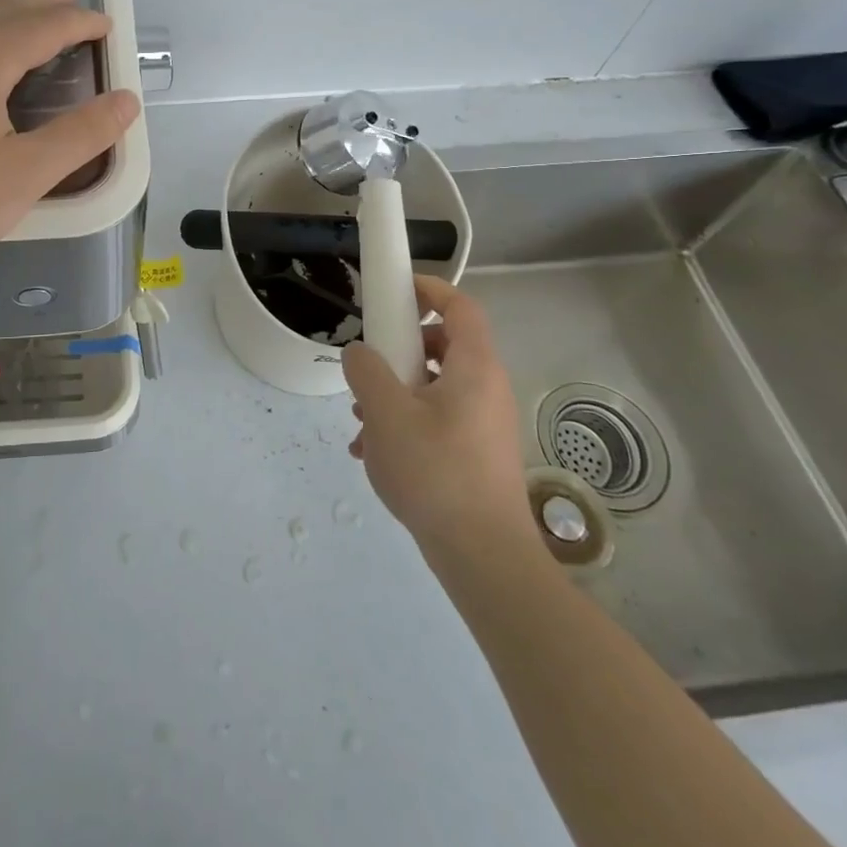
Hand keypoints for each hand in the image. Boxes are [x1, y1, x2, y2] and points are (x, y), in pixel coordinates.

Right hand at [342, 276, 536, 555]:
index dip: (429, 288)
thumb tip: (360, 354)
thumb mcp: (386, 414)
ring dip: (395, 392)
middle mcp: (486, 389)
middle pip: (443, 345)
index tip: (394, 291)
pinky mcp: (476, 453)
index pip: (461, 306)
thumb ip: (367, 371)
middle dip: (400, 350)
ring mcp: (484, 423)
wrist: (483, 557)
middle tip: (370, 366)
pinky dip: (407, 423)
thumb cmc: (436, 473)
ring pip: (435, 386)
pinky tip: (376, 454)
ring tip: (362, 422)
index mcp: (474, 368)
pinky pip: (438, 419)